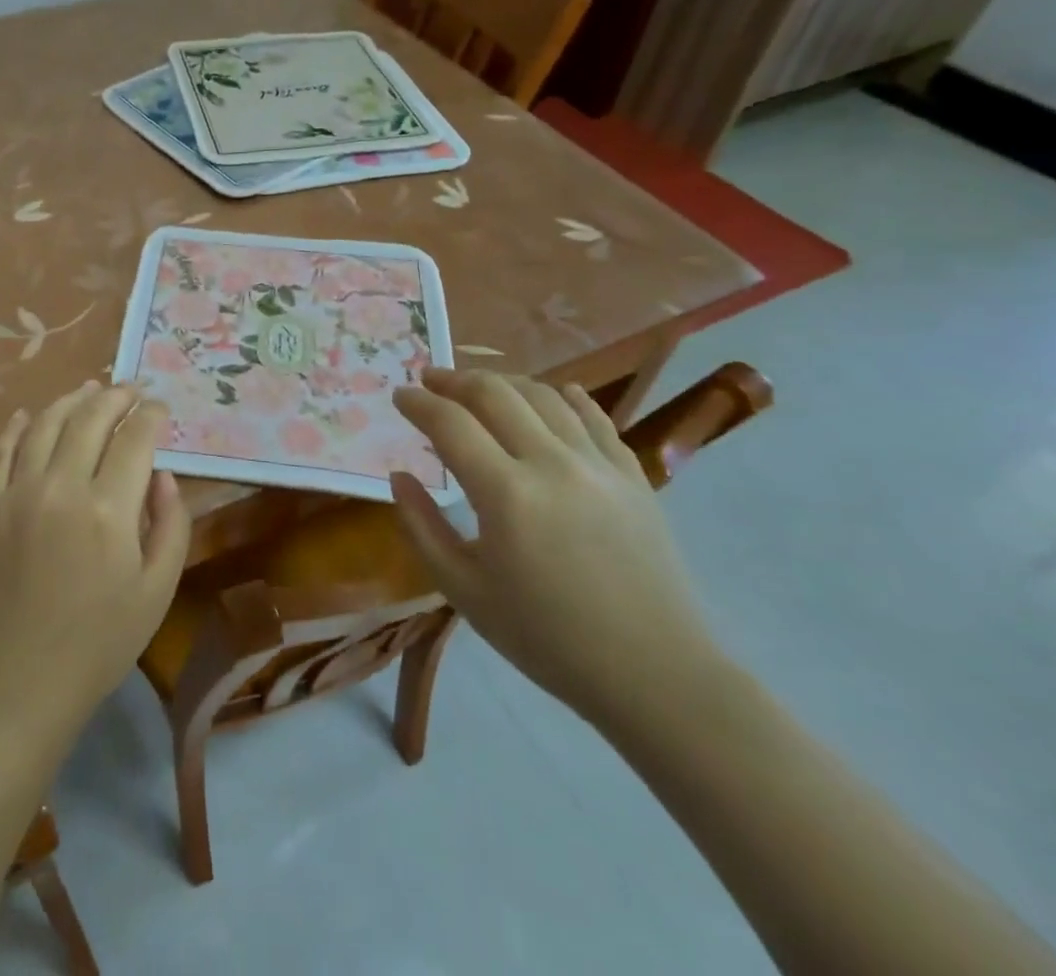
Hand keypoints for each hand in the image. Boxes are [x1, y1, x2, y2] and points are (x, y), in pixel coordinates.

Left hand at [0, 381, 190, 734]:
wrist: (20, 681)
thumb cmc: (100, 642)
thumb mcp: (157, 590)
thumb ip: (170, 523)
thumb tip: (162, 474)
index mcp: (108, 509)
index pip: (135, 439)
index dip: (152, 416)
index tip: (161, 408)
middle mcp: (61, 486)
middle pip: (91, 418)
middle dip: (117, 396)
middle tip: (133, 391)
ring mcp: (18, 493)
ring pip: (46, 423)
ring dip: (72, 399)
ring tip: (91, 390)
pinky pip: (2, 450)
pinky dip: (18, 426)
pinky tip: (31, 415)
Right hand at [389, 368, 727, 730]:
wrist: (655, 675)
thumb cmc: (548, 639)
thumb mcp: (465, 592)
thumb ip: (422, 528)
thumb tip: (399, 477)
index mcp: (506, 495)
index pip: (450, 423)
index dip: (418, 403)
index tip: (399, 396)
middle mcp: (552, 464)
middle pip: (495, 393)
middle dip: (454, 379)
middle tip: (430, 381)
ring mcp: (599, 465)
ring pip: (543, 396)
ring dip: (503, 383)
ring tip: (480, 389)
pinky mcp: (633, 476)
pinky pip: (595, 417)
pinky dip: (566, 397)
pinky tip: (553, 394)